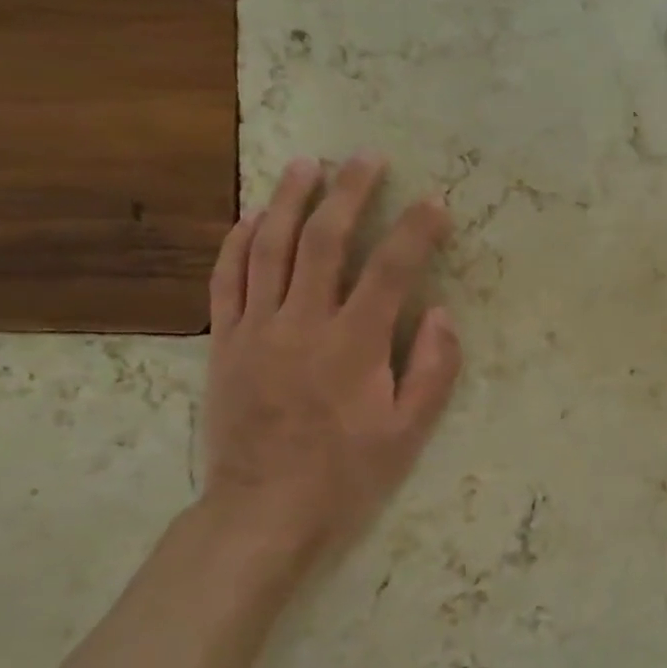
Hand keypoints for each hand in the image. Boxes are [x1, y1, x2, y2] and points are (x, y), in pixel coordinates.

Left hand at [200, 154, 460, 578]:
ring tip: (306, 164)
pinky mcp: (225, 343)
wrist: (264, 510)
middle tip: (366, 157)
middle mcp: (303, 323)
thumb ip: (432, 369)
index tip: (434, 202)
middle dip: (349, 192)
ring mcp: (256, 329)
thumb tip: (440, 313)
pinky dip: (238, 242)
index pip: (391, 269)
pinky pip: (227, 280)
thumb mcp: (409, 432)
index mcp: (355, 345)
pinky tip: (252, 218)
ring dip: (288, 200)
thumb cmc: (348, 474)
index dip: (415, 230)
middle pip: (324, 240)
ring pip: (269, 248)